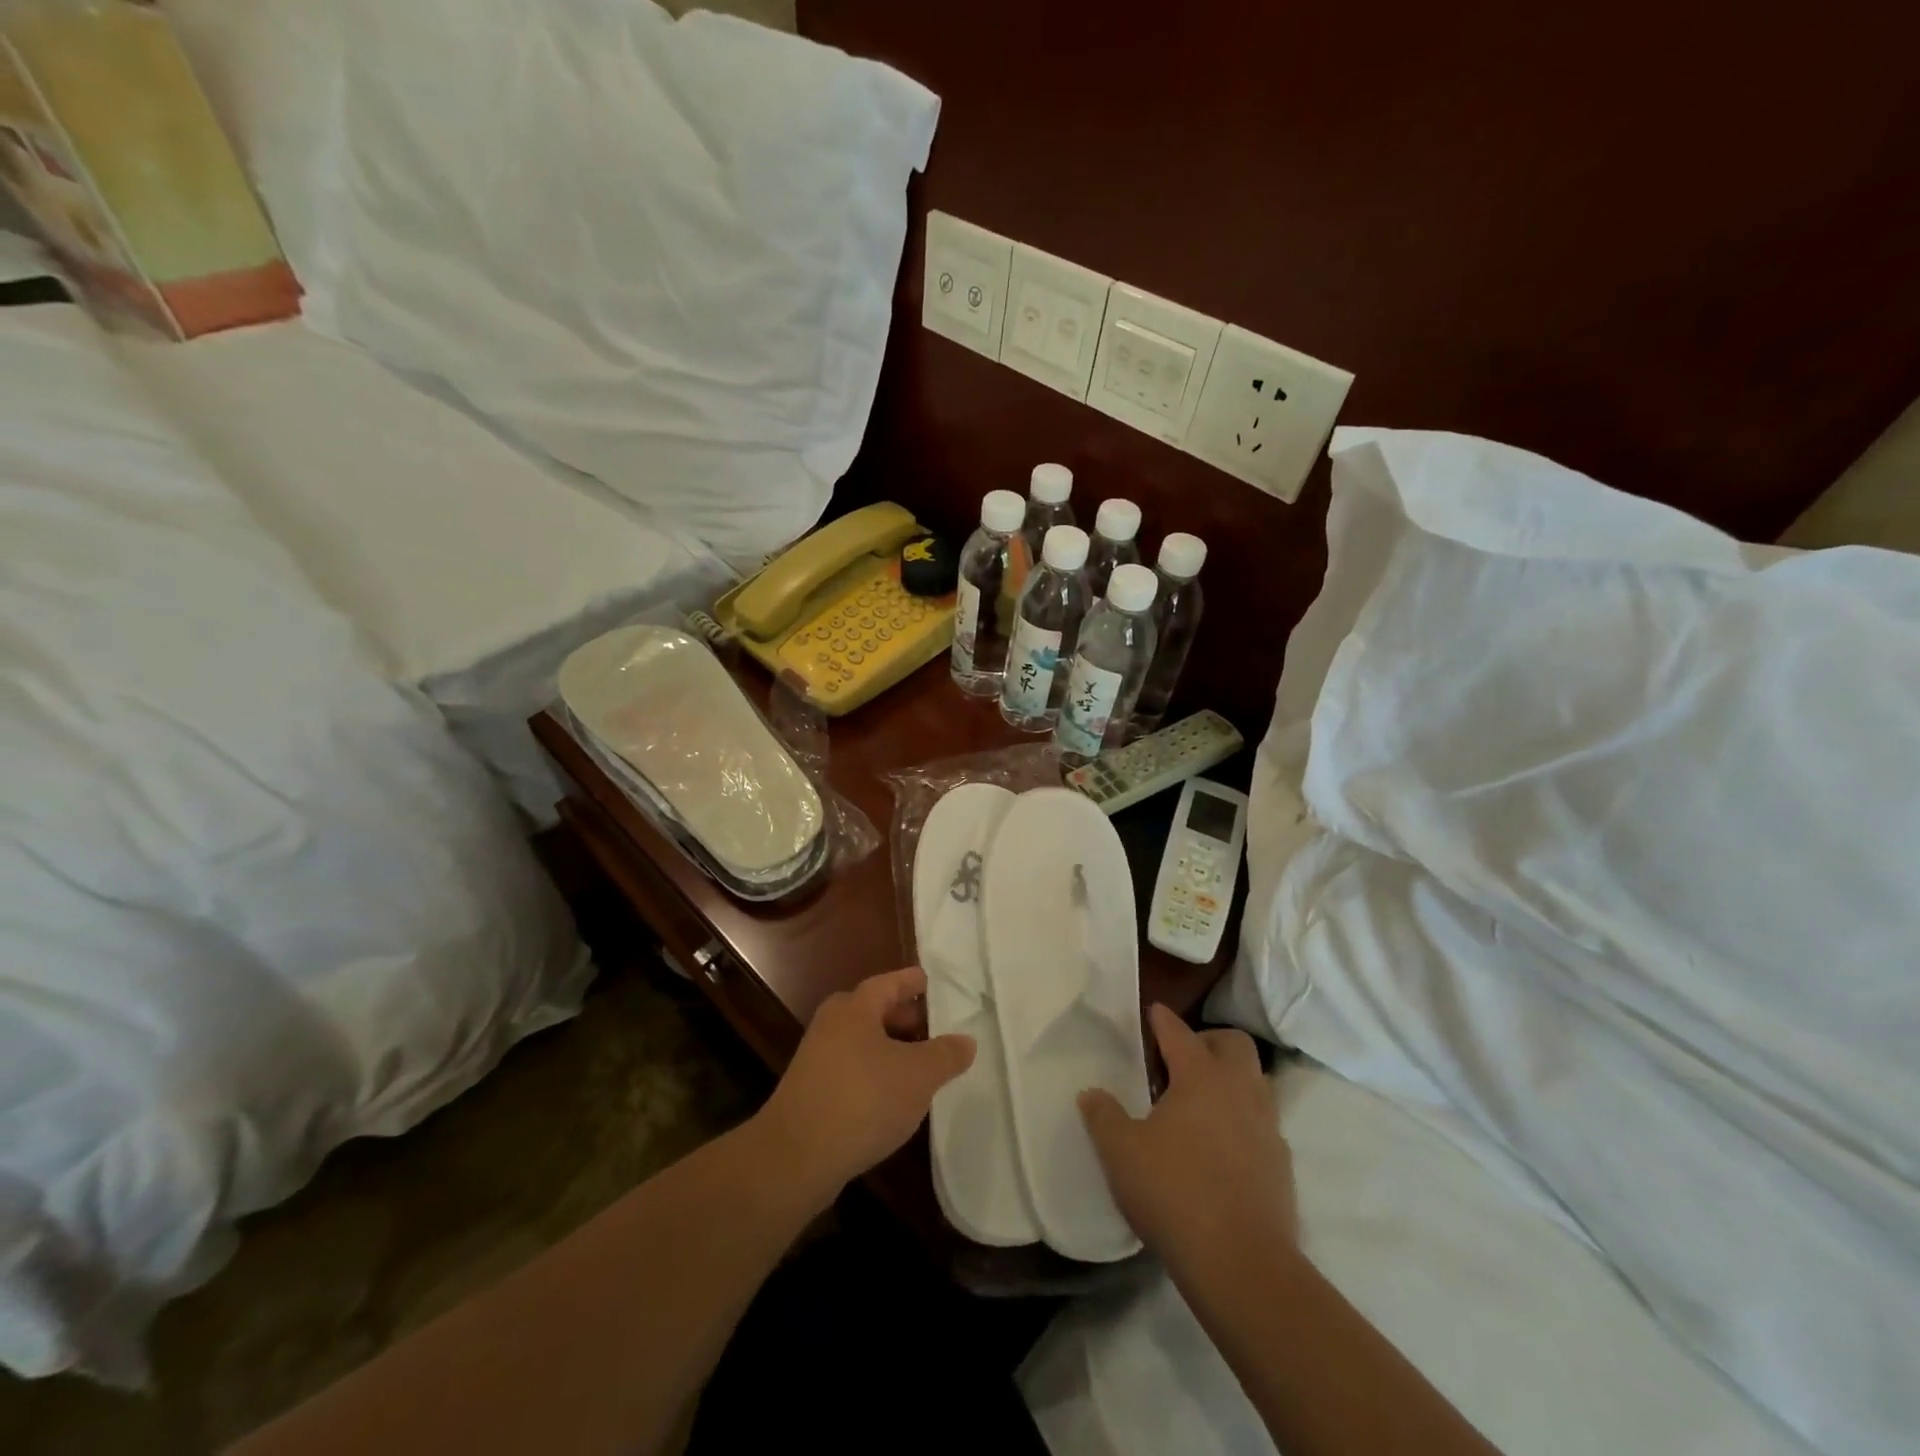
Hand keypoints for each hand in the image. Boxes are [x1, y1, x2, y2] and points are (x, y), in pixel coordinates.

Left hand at [757, 966, 975, 1205]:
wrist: (795, 1157)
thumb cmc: (863, 1099)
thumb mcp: (918, 1076)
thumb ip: (946, 1055)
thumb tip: (966, 1040)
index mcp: (855, 1008)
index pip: (889, 983)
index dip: (912, 982)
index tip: (930, 982)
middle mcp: (832, 1025)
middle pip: (873, 1011)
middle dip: (903, 1017)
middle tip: (932, 1026)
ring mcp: (817, 1059)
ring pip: (862, 1043)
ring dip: (890, 1049)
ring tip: (920, 1065)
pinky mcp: (810, 1092)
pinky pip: (851, 1070)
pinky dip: (874, 1074)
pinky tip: (892, 1098)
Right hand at [1080, 1005, 1295, 1269]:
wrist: (1241, 1264)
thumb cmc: (1174, 1192)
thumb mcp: (1121, 1152)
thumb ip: (1103, 1116)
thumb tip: (1092, 1093)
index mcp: (1200, 1076)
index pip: (1179, 1032)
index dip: (1162, 1020)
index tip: (1153, 1011)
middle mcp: (1239, 1090)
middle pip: (1233, 1043)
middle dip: (1208, 1040)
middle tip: (1179, 1060)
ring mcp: (1267, 1126)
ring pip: (1254, 1081)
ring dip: (1230, 1079)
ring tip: (1199, 1102)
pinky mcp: (1281, 1164)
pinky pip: (1263, 1122)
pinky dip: (1242, 1119)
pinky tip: (1220, 1145)